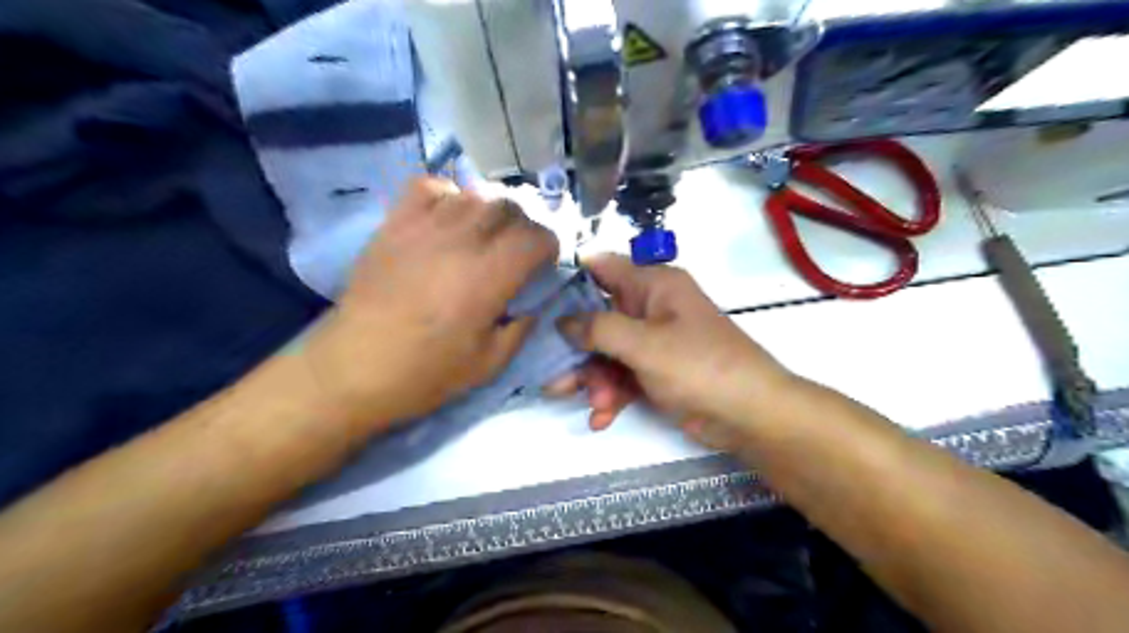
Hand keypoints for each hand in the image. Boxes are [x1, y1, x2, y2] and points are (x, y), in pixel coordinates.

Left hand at [306, 178, 557, 429]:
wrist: (354, 367)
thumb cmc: (425, 372)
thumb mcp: (489, 364)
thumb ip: (520, 329)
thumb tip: (531, 305)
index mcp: (490, 277)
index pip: (536, 236)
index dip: (549, 246)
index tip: (544, 263)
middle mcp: (461, 241)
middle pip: (509, 206)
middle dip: (524, 225)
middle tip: (518, 250)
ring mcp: (424, 227)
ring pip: (473, 194)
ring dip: (490, 211)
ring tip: (486, 235)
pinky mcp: (395, 224)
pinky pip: (429, 187)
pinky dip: (448, 196)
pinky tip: (447, 219)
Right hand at [547, 255, 790, 442]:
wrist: (749, 415)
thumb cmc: (699, 366)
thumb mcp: (644, 344)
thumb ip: (598, 329)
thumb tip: (563, 321)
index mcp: (653, 285)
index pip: (603, 268)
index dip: (570, 280)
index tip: (539, 302)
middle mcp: (651, 308)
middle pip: (599, 319)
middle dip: (577, 349)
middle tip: (554, 376)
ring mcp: (655, 342)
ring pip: (608, 352)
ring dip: (595, 379)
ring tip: (590, 405)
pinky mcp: (658, 372)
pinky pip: (624, 376)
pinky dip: (612, 395)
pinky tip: (602, 417)